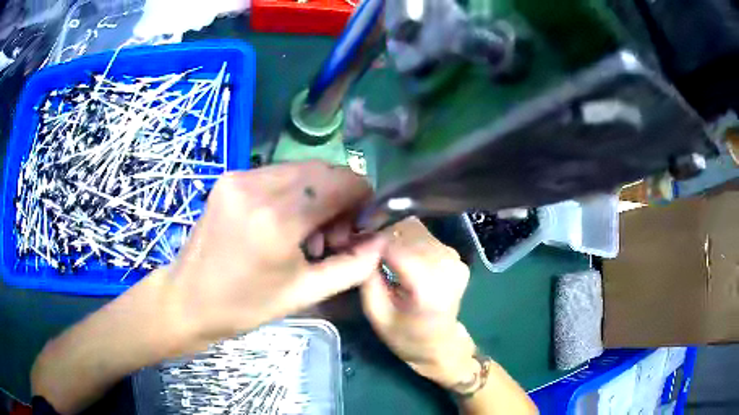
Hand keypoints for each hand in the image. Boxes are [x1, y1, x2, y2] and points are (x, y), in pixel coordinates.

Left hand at [164, 161, 386, 349]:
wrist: (188, 299)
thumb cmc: (245, 305)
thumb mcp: (305, 293)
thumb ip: (353, 266)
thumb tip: (382, 241)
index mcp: (278, 221)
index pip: (342, 182)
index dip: (362, 198)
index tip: (358, 225)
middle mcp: (259, 188)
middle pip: (324, 170)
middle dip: (340, 196)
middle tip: (333, 235)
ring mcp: (240, 178)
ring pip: (301, 169)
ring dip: (317, 193)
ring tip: (307, 232)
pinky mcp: (229, 178)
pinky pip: (277, 173)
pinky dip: (293, 191)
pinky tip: (283, 221)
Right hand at [361, 218, 476, 387]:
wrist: (440, 344)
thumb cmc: (405, 336)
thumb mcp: (376, 314)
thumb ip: (367, 277)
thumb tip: (361, 244)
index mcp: (428, 287)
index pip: (395, 245)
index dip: (371, 241)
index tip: (355, 247)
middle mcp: (446, 266)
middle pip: (406, 230)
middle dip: (381, 235)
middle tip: (365, 249)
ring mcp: (455, 258)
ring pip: (415, 228)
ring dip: (395, 236)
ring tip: (382, 254)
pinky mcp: (456, 255)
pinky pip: (425, 235)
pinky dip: (408, 240)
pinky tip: (400, 258)